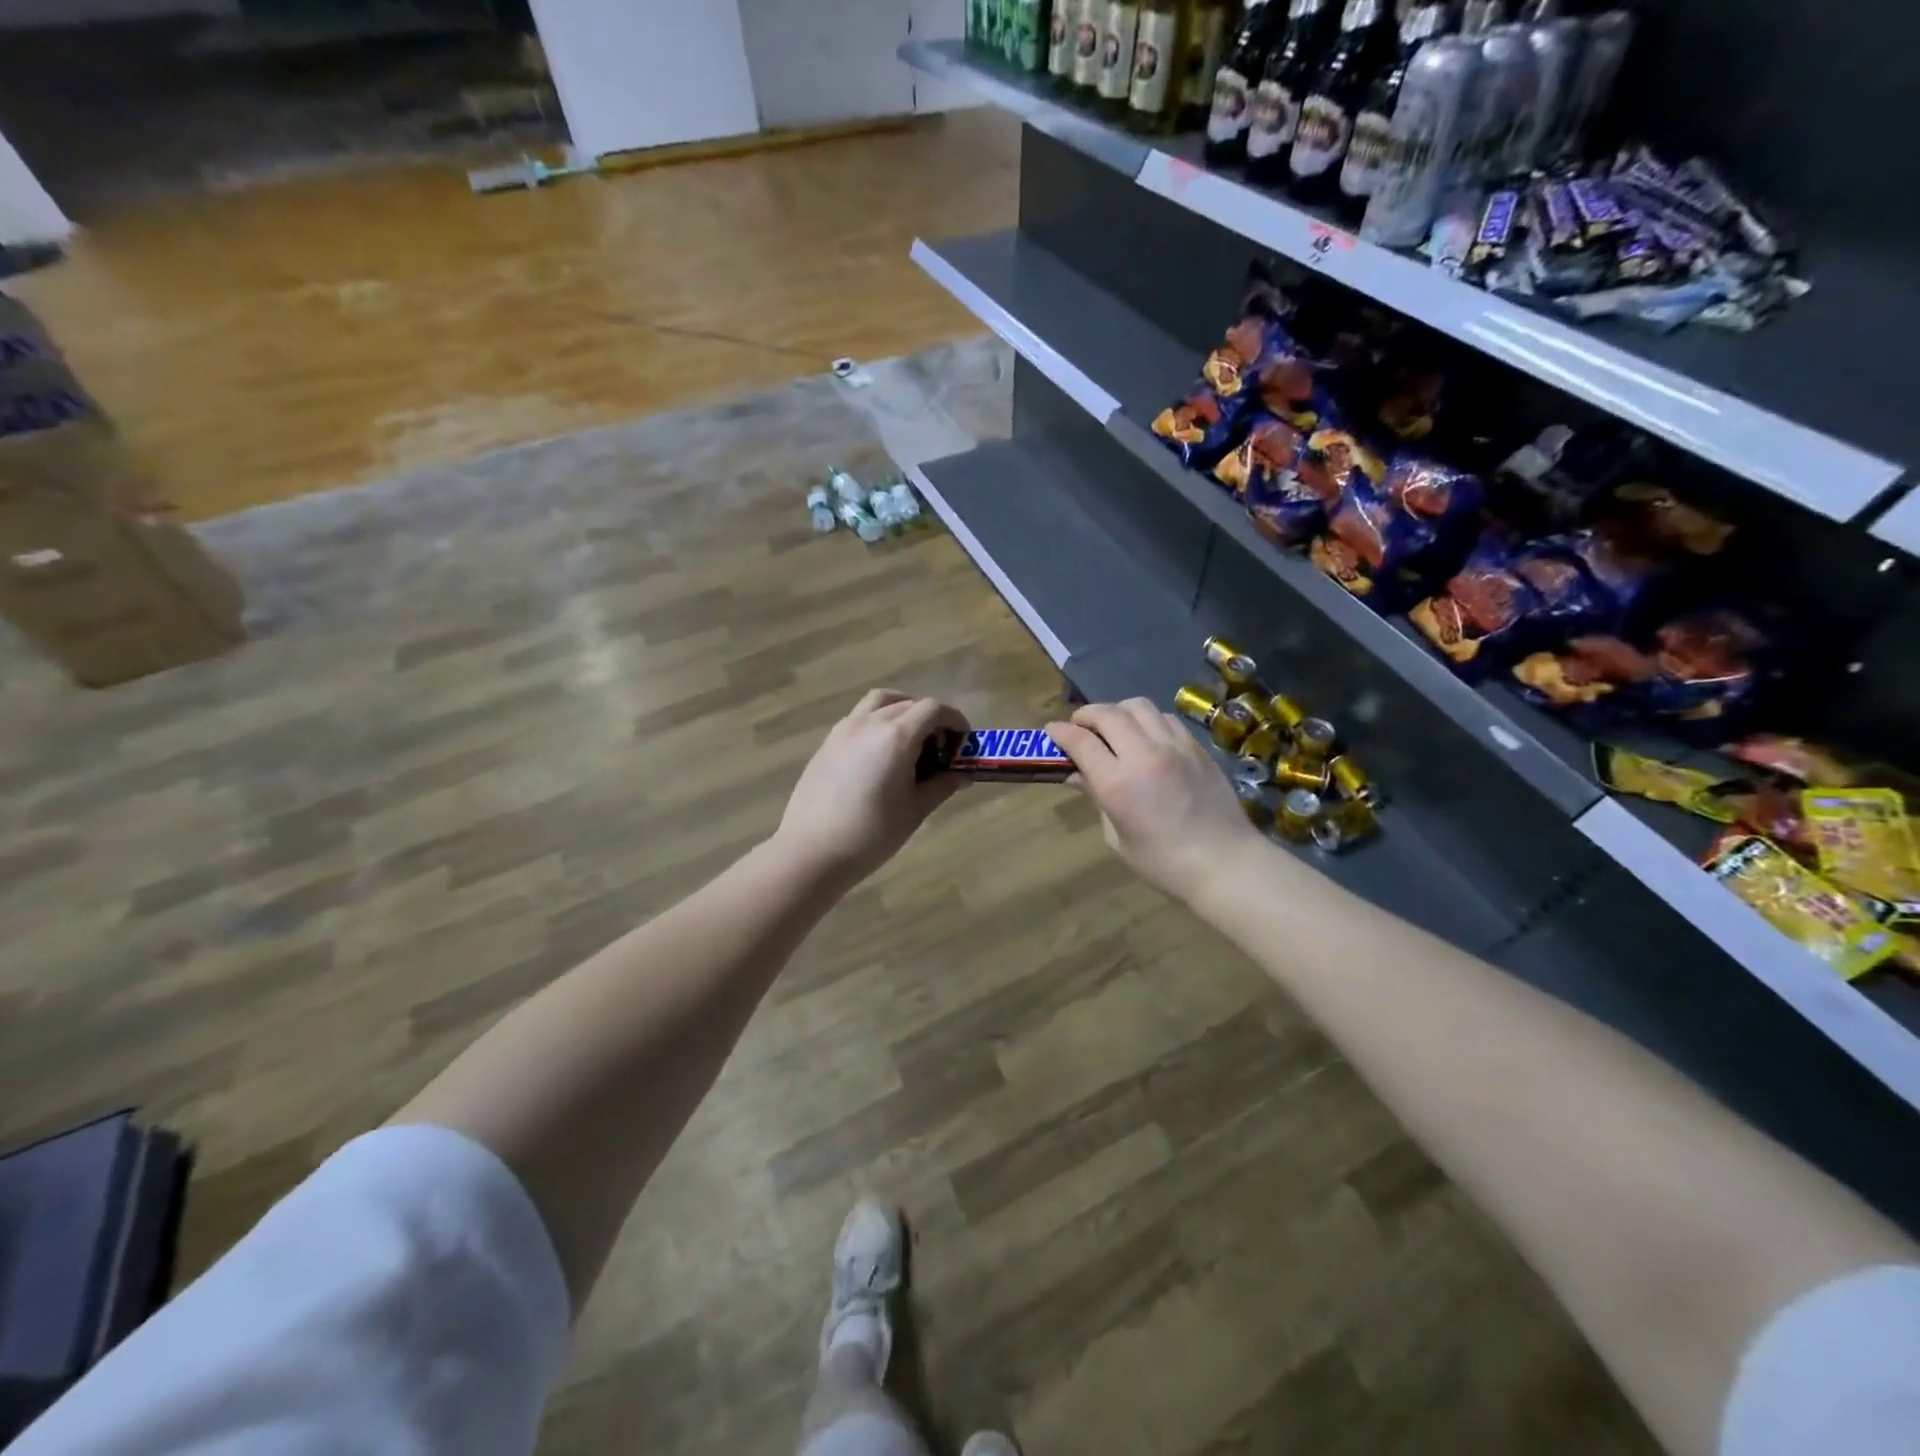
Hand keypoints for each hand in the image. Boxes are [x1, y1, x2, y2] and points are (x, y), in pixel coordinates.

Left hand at [773, 689, 970, 888]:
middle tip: (940, 747)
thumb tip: (962, 775)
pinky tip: (880, 754)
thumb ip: (942, 786)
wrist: (812, 851)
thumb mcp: (915, 810)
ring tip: (910, 738)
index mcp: (896, 736)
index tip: (963, 742)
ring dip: (901, 710)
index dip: (954, 720)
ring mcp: (844, 730)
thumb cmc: (872, 834)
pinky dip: (878, 722)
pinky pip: (859, 718)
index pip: (933, 709)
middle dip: (930, 718)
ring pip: (879, 702)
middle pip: (908, 703)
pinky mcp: (827, 743)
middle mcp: (870, 723)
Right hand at [1047, 698, 1263, 902]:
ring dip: (1117, 711)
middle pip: (1108, 713)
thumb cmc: (1163, 863)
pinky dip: (1146, 720)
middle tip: (1078, 726)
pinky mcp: (1196, 746)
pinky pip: (1165, 718)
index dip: (1060, 732)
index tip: (1051, 732)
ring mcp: (1174, 746)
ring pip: (1138, 706)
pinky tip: (1145, 737)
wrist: (1226, 864)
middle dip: (1086, 715)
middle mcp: (1144, 755)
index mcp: (1118, 783)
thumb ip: (1097, 797)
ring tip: (1112, 727)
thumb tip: (1079, 774)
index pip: (1081, 741)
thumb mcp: (1117, 837)